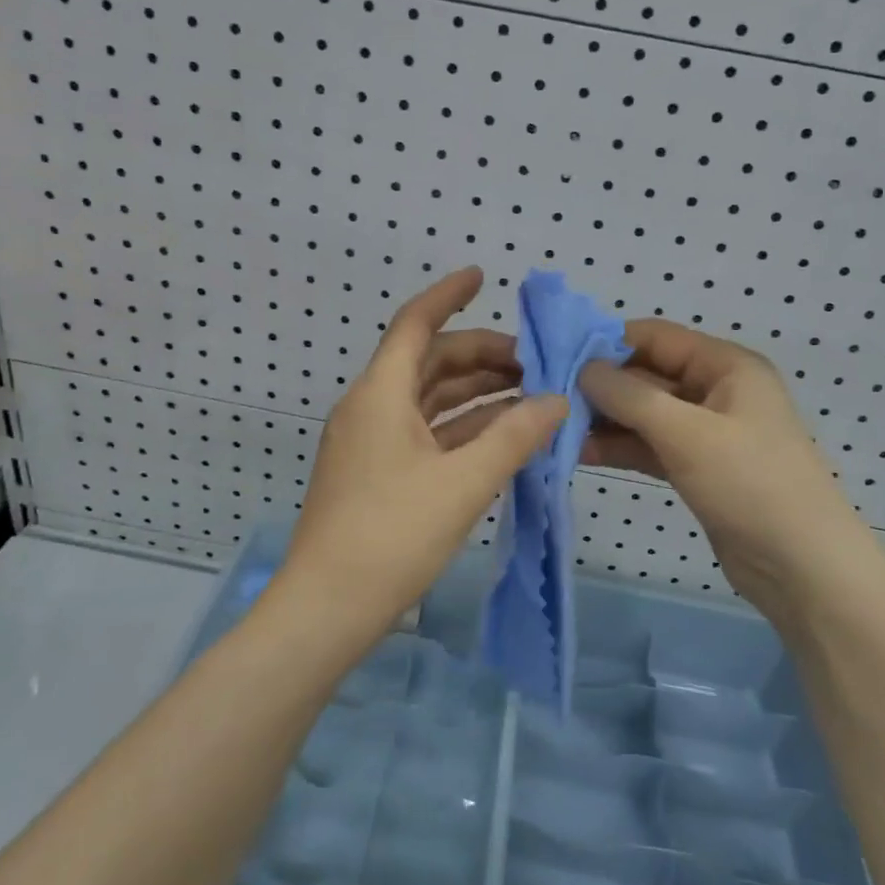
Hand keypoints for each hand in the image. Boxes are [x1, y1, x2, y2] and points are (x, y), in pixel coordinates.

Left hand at [276, 268, 566, 635]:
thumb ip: (514, 437)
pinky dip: (463, 428)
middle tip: (535, 362)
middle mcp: (372, 408)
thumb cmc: (392, 536)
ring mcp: (371, 442)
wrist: (328, 609)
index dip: (448, 294)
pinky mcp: (377, 473)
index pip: (416, 324)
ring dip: (476, 393)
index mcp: (380, 394)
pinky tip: (501, 436)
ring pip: (429, 399)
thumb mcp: (463, 483)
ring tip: (530, 395)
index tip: (482, 276)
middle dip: (481, 355)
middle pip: (429, 361)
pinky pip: (425, 432)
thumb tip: (557, 401)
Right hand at [580, 320, 862, 614]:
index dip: (608, 342)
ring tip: (555, 427)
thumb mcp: (686, 433)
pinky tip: (580, 452)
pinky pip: (650, 445)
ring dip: (605, 419)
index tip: (558, 355)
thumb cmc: (750, 484)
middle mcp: (716, 390)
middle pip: (647, 374)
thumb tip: (582, 367)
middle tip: (548, 397)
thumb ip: (629, 396)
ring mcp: (706, 431)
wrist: (802, 567)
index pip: (656, 337)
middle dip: (601, 385)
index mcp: (726, 366)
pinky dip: (620, 447)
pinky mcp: (697, 466)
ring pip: (644, 413)